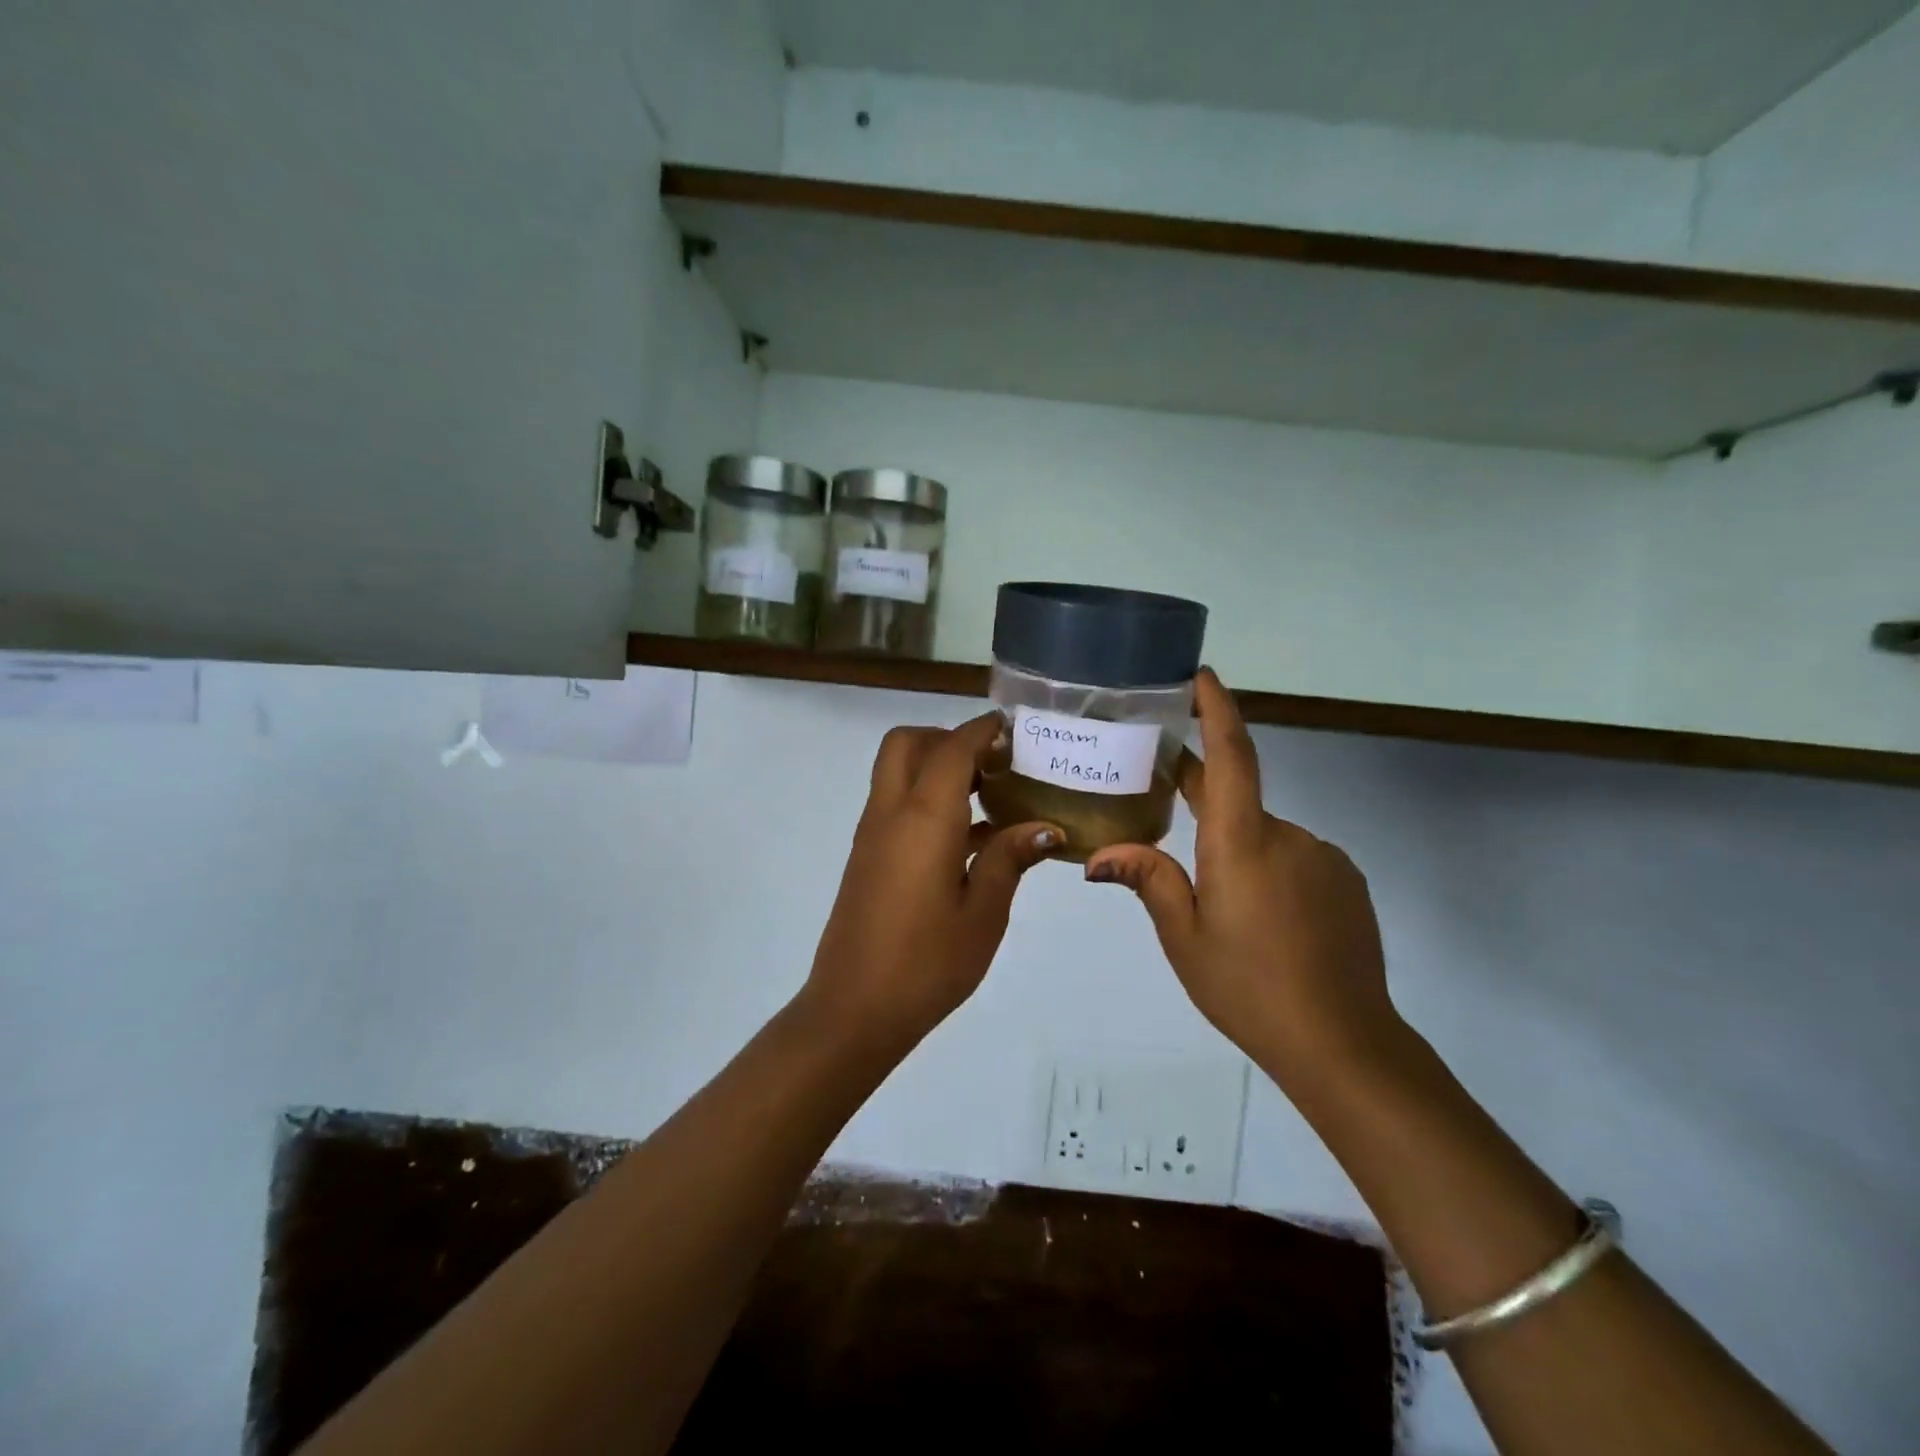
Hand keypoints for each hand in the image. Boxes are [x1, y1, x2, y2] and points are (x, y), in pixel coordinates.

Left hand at [800, 713, 1060, 1055]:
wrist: (854, 1009)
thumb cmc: (927, 963)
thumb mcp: (983, 913)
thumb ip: (1010, 859)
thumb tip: (1045, 828)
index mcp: (924, 818)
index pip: (952, 748)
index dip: (982, 730)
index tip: (1014, 729)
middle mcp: (891, 813)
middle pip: (908, 743)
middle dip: (948, 738)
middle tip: (991, 764)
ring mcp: (872, 834)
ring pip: (897, 771)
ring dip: (936, 767)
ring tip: (989, 798)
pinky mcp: (867, 856)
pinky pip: (895, 804)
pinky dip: (926, 799)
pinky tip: (969, 840)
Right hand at [1083, 670, 1404, 1085]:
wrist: (1344, 1042)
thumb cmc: (1249, 986)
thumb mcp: (1184, 937)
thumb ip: (1149, 880)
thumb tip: (1099, 855)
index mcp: (1242, 843)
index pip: (1232, 756)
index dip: (1216, 709)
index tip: (1200, 675)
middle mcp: (1287, 835)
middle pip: (1238, 799)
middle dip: (1202, 796)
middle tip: (1166, 801)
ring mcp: (1323, 856)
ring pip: (1264, 835)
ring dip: (1237, 851)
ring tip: (1224, 907)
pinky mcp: (1345, 880)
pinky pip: (1294, 857)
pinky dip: (1269, 871)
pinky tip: (1264, 919)